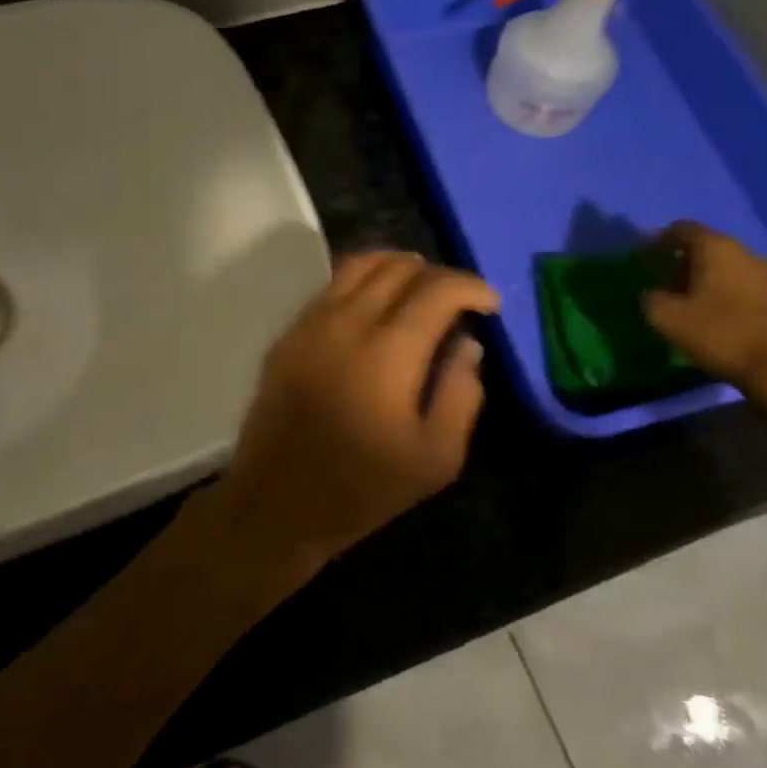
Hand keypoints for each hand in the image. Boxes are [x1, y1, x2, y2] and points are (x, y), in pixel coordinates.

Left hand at [213, 252, 498, 576]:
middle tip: (456, 298)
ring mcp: (310, 324)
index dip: (470, 286)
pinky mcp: (287, 334)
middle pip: (397, 268)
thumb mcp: (435, 458)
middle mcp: (347, 323)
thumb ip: (461, 395)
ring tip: (418, 285)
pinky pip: (329, 286)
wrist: (277, 502)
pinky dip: (360, 279)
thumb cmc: (362, 488)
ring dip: (396, 265)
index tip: (489, 302)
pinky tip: (374, 301)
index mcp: (389, 352)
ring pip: (358, 265)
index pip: (436, 290)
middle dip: (436, 274)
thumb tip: (467, 344)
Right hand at [641, 222, 766, 399]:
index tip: (646, 260)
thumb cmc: (718, 333)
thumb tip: (652, 293)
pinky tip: (718, 315)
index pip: (682, 229)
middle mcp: (745, 252)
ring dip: (706, 278)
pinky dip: (727, 292)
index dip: (660, 241)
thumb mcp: (665, 317)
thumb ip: (650, 297)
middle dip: (683, 262)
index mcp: (716, 248)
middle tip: (665, 286)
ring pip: (728, 266)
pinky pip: (745, 284)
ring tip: (691, 304)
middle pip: (707, 246)